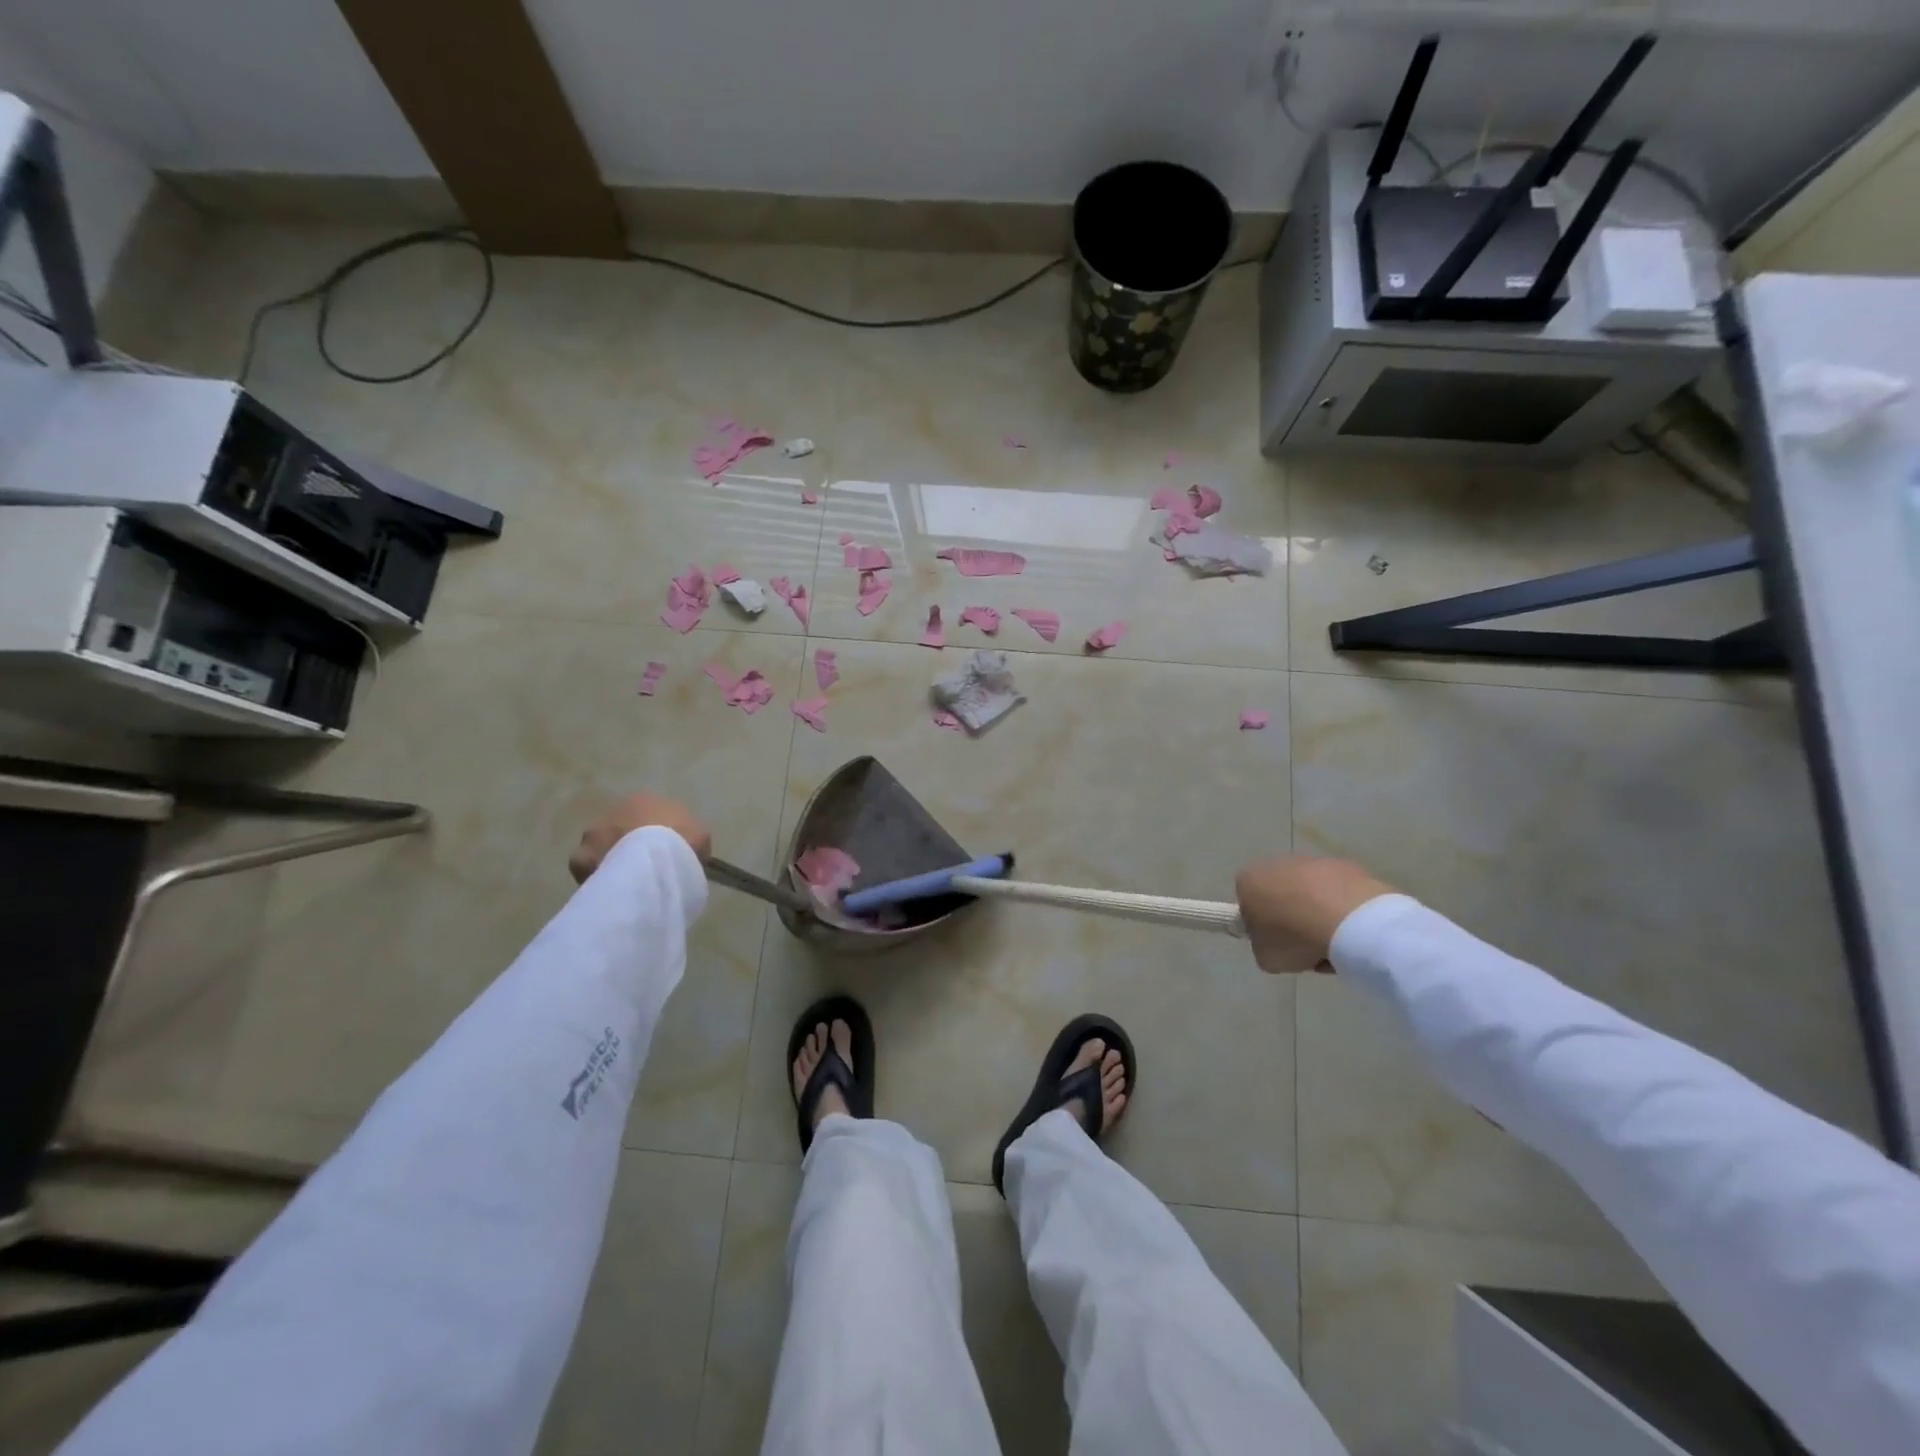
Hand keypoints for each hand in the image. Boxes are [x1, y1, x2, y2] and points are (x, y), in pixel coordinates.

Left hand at [569, 793, 711, 882]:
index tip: (664, 853)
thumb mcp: (699, 836)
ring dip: (611, 858)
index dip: (656, 834)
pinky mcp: (581, 856)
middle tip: (643, 867)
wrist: (654, 857)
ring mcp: (594, 832)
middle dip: (629, 844)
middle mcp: (615, 809)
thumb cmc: (681, 841)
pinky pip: (587, 868)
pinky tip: (610, 888)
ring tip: (626, 880)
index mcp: (644, 800)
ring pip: (601, 846)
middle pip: (621, 828)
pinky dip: (596, 876)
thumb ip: (688, 837)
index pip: (647, 815)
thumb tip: (682, 849)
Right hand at [1235, 856, 1394, 972]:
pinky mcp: (1344, 865)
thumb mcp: (1265, 956)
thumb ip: (1264, 946)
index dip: (1261, 924)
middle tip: (1306, 945)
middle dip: (1292, 917)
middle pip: (1281, 894)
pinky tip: (1354, 930)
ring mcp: (1312, 862)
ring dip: (1319, 914)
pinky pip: (1339, 891)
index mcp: (1249, 882)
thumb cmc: (1295, 938)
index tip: (1277, 942)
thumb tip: (1277, 942)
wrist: (1347, 921)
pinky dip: (1344, 908)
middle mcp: (1276, 864)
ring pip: (1311, 892)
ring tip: (1335, 943)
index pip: (1247, 901)